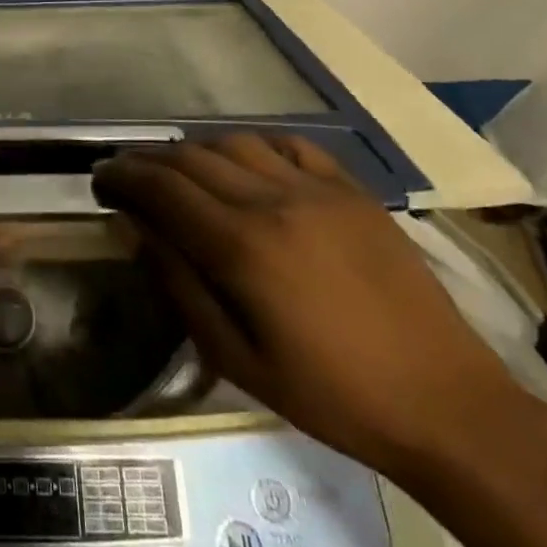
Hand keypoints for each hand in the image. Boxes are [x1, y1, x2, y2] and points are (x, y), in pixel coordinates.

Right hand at [92, 134, 523, 476]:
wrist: (447, 404)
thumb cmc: (332, 395)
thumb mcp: (238, 359)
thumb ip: (179, 285)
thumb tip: (135, 230)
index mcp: (242, 246)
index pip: (161, 187)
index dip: (122, 176)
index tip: (99, 181)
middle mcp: (273, 200)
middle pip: (190, 157)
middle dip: (148, 160)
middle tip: (126, 173)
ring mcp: (317, 189)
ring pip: (234, 142)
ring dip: (195, 150)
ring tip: (180, 170)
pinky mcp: (352, 191)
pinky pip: (289, 146)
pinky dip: (253, 146)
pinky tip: (244, 164)